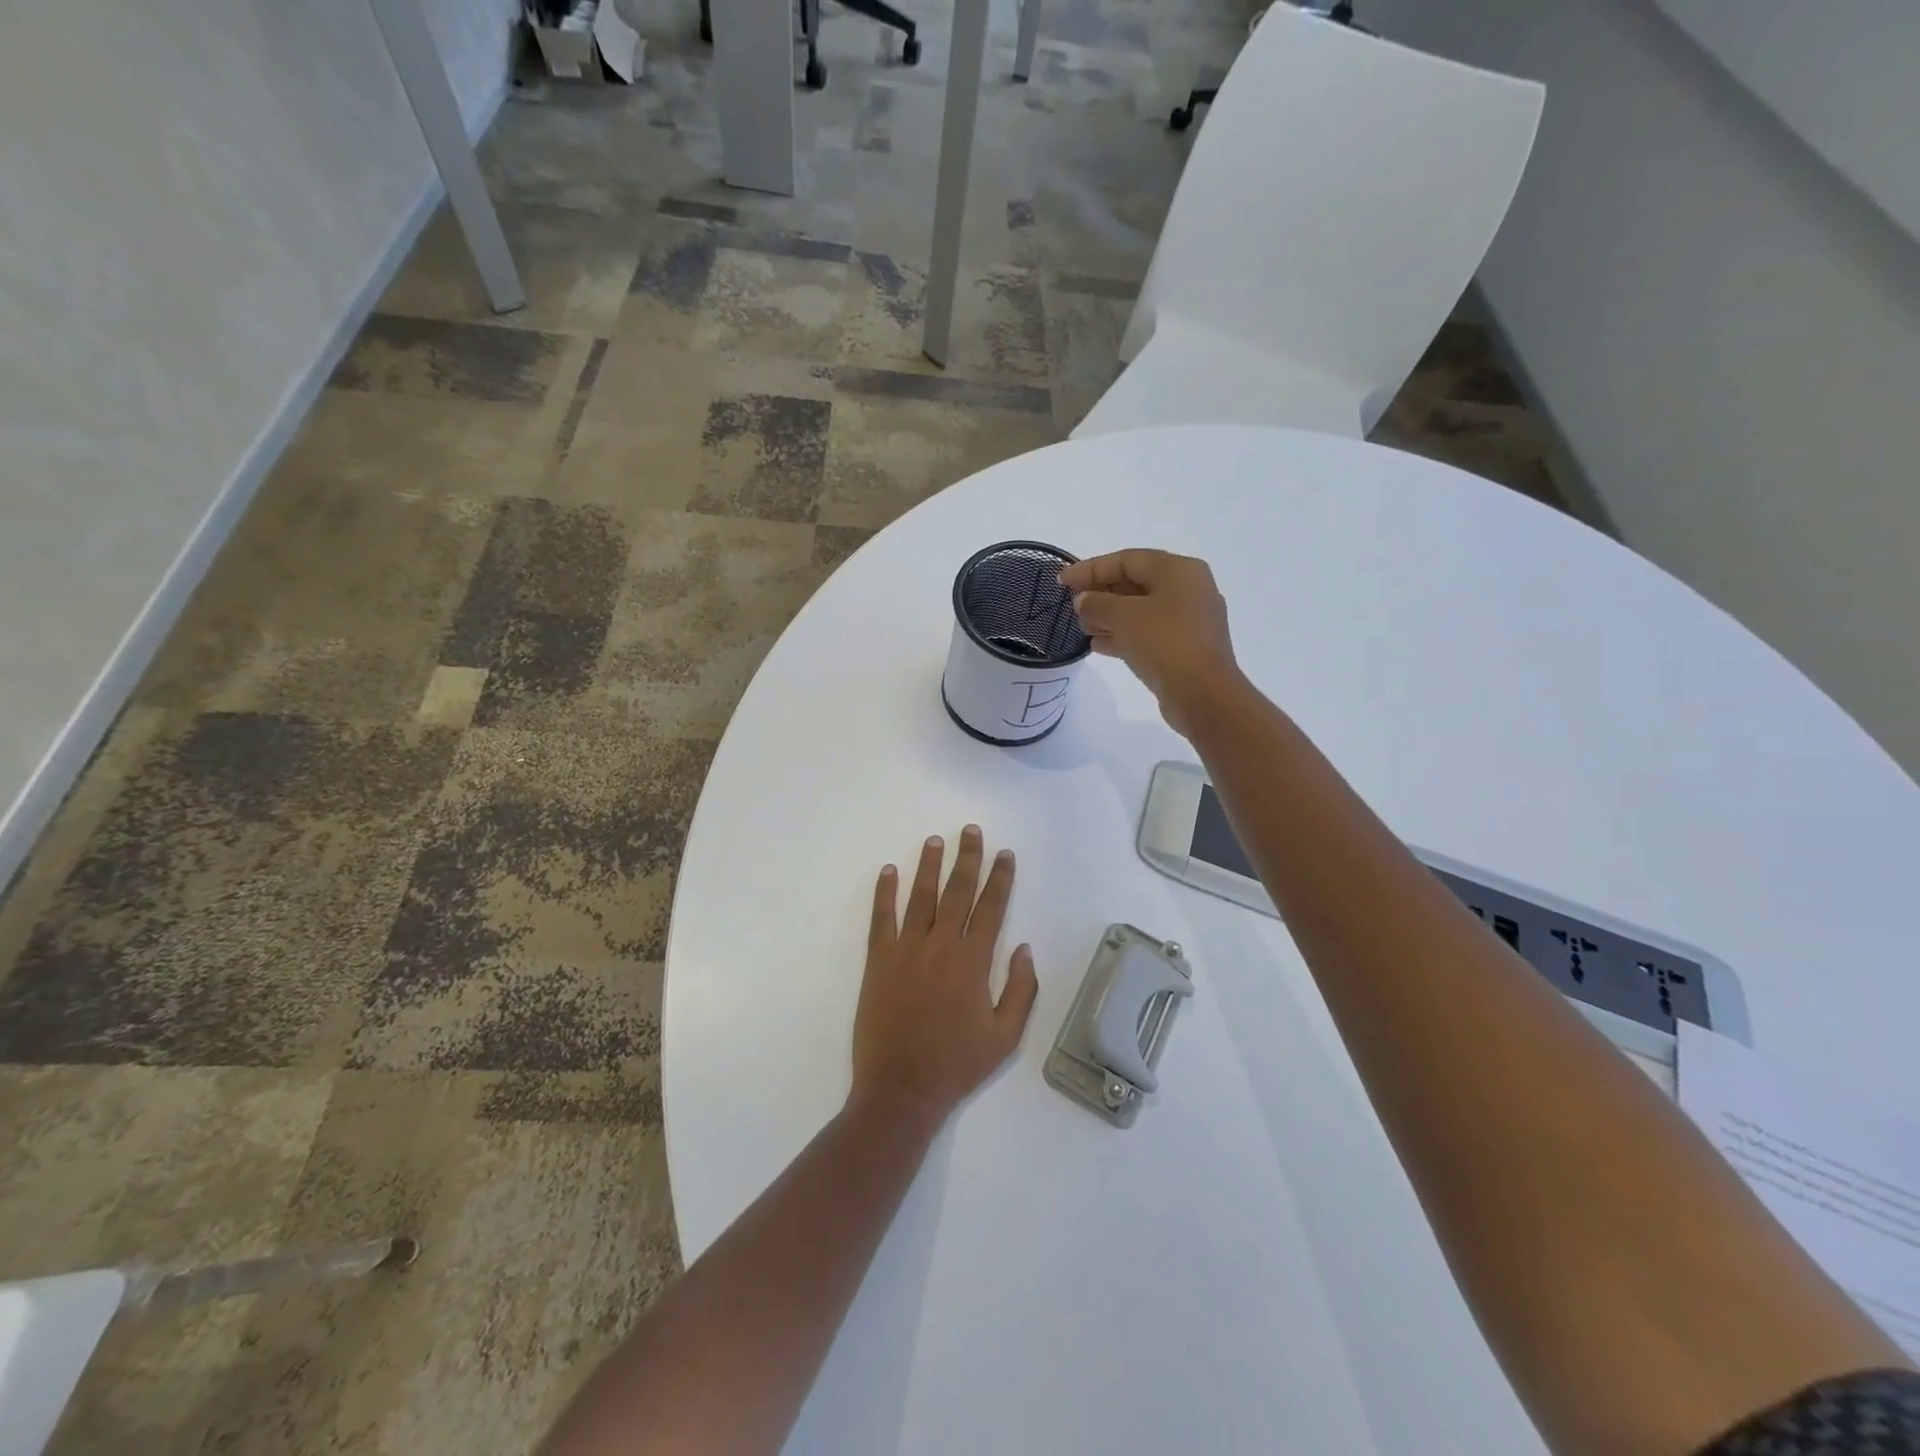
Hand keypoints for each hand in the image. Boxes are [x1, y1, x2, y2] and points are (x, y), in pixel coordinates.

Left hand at [850, 825, 1039, 1128]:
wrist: (901, 1089)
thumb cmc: (956, 1064)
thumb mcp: (1005, 1037)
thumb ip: (1020, 990)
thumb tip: (1025, 948)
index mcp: (973, 962)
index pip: (991, 908)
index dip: (999, 878)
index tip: (1004, 854)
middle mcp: (940, 946)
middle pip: (957, 892)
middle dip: (967, 859)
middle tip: (970, 831)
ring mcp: (906, 950)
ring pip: (920, 897)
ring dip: (928, 866)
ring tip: (935, 841)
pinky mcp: (879, 961)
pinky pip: (882, 918)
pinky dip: (885, 893)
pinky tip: (889, 871)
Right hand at [1059, 550, 1241, 736]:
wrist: (1202, 694)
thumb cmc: (1164, 643)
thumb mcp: (1122, 616)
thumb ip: (1096, 603)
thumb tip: (1084, 601)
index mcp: (1178, 570)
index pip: (1127, 559)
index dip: (1090, 568)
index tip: (1062, 581)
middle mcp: (1189, 589)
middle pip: (1135, 583)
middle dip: (1100, 593)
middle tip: (1071, 606)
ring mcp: (1190, 620)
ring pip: (1141, 610)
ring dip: (1109, 616)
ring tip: (1081, 627)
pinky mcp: (1185, 647)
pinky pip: (1148, 633)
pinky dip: (1123, 635)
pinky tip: (1098, 645)